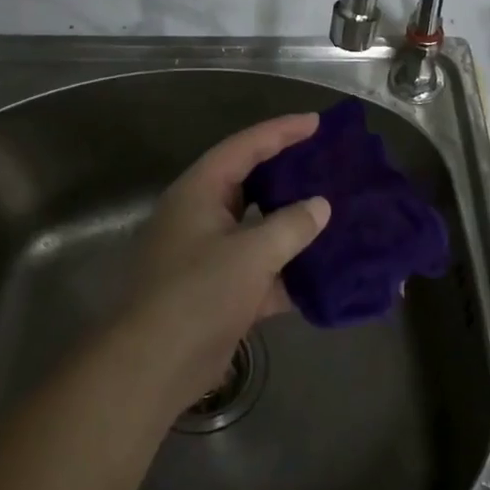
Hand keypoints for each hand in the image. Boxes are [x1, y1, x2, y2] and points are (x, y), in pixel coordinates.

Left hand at [126, 114, 330, 398]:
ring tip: (336, 212)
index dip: (281, 131)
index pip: (245, 148)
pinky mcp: (221, 292)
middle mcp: (202, 216)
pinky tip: (327, 273)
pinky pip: (263, 270)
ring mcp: (210, 255)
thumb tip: (321, 205)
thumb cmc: (198, 293)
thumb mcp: (251, 253)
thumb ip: (291, 225)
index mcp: (200, 192)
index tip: (317, 123)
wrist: (153, 366)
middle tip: (329, 164)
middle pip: (252, 184)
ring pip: (260, 229)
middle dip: (290, 175)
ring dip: (294, 226)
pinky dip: (290, 272)